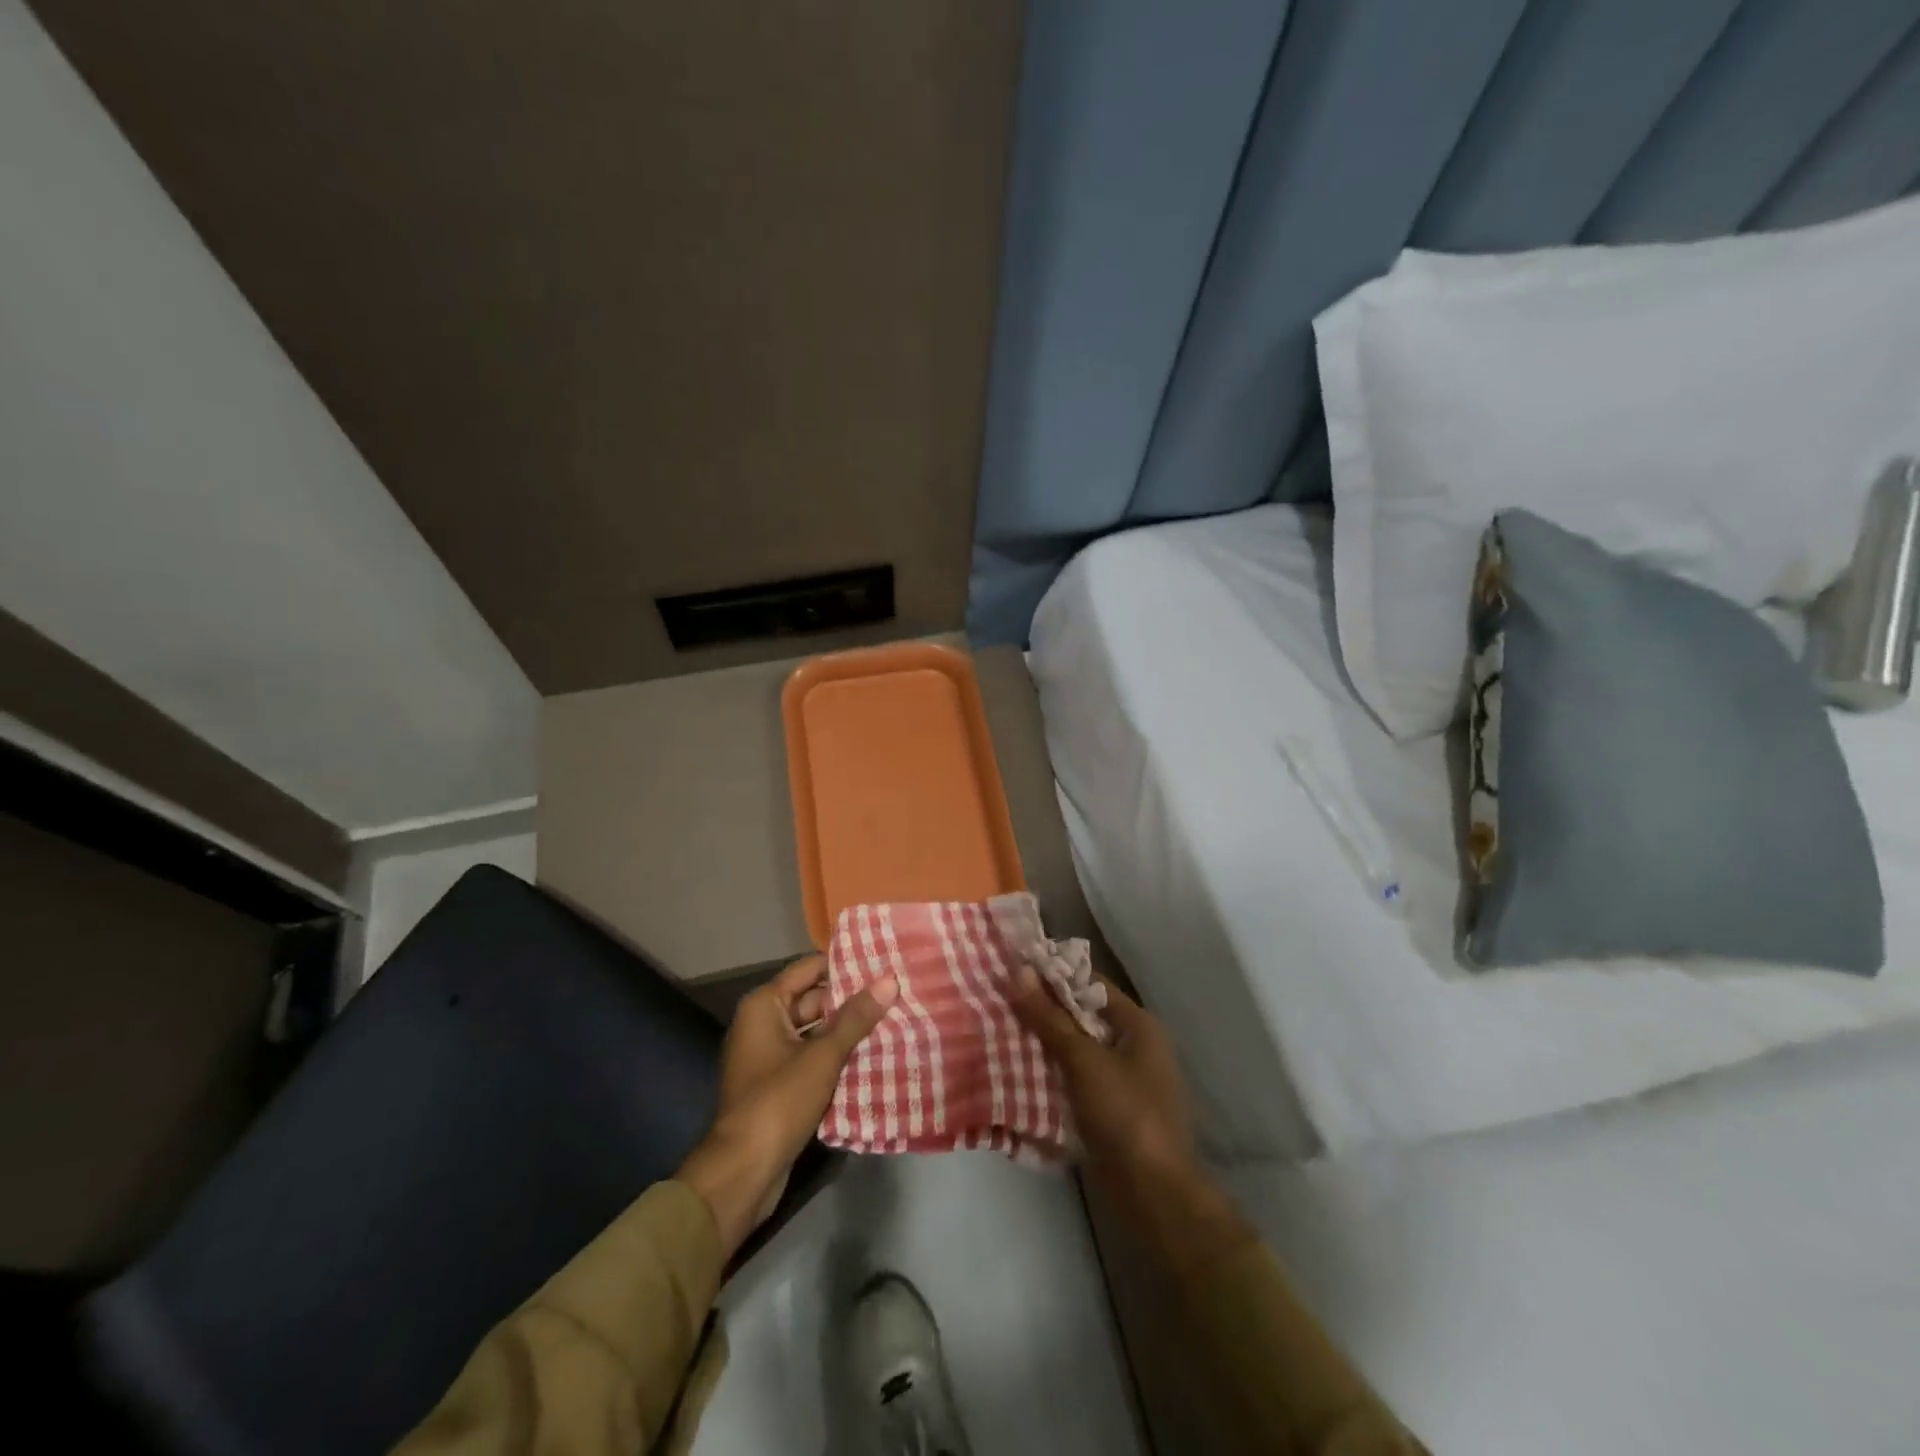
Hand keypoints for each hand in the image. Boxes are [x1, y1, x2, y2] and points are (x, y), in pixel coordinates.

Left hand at [678, 955, 896, 1256]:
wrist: (742, 1172)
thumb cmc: (778, 1101)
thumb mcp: (822, 1056)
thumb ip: (856, 1018)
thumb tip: (890, 980)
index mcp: (765, 1005)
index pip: (810, 968)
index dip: (845, 964)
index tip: (881, 961)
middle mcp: (763, 1022)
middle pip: (813, 999)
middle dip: (851, 999)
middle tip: (895, 991)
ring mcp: (769, 1055)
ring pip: (815, 1030)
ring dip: (847, 1029)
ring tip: (893, 1018)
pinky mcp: (778, 1083)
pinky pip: (812, 1057)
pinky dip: (836, 1055)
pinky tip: (873, 1054)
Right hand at [1009, 966, 1253, 1277]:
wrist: (1154, 1196)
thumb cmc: (1126, 1115)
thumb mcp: (1084, 1061)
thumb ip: (1050, 1018)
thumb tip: (1019, 970)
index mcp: (1139, 1025)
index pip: (1091, 984)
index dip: (1055, 975)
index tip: (1014, 968)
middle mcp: (1135, 1046)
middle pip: (1083, 1016)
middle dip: (1044, 1010)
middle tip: (1000, 999)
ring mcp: (1124, 1080)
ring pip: (1077, 1049)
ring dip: (1044, 1043)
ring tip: (1001, 1029)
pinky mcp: (1111, 1110)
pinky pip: (1076, 1079)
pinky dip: (1052, 1072)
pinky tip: (1019, 1070)